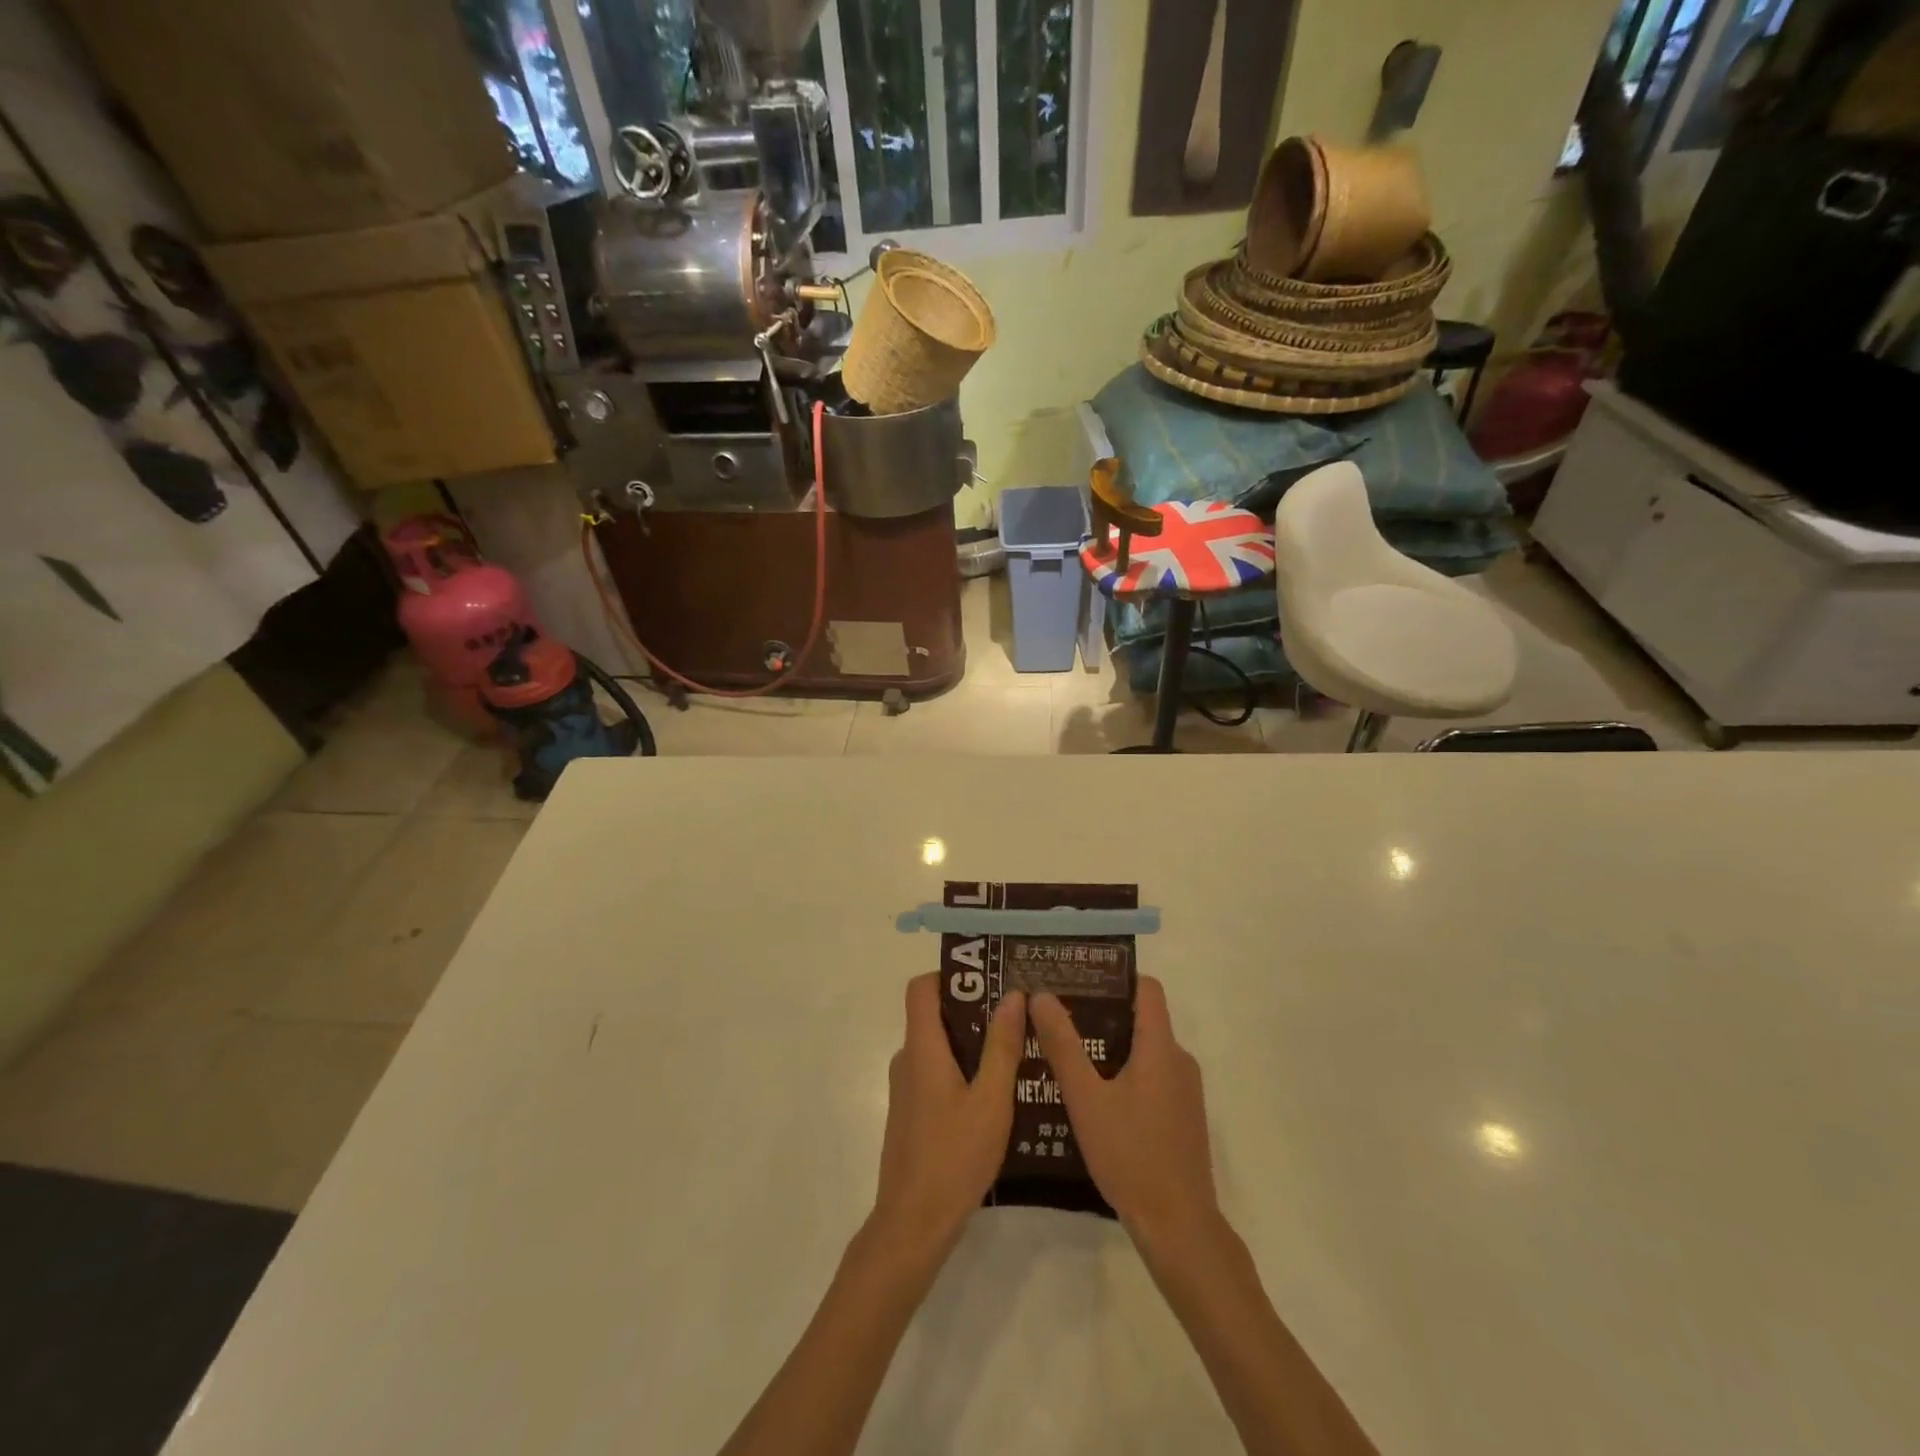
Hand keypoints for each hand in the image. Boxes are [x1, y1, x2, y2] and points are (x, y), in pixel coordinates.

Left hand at [872, 974, 1025, 1257]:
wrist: (913, 1225)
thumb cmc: (954, 1157)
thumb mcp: (991, 1101)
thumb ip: (1002, 1046)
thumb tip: (1012, 994)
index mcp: (922, 1049)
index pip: (921, 988)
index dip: (951, 976)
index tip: (989, 979)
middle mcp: (908, 1060)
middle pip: (934, 1015)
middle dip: (974, 1009)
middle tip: (1017, 1014)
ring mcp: (907, 1089)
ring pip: (939, 1048)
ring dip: (972, 1043)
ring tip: (1016, 1050)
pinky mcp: (912, 1113)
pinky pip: (937, 1073)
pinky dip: (963, 1070)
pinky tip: (997, 1093)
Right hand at [1030, 977, 1218, 1250]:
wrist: (1179, 1227)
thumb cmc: (1131, 1156)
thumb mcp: (1086, 1099)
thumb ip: (1063, 1046)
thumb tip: (1041, 995)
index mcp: (1161, 1047)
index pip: (1146, 988)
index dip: (1115, 976)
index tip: (1078, 978)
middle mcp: (1179, 1060)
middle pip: (1142, 1018)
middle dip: (1102, 1012)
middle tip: (1060, 1015)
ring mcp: (1185, 1091)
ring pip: (1145, 1051)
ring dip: (1111, 1046)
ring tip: (1068, 1052)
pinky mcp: (1183, 1117)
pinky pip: (1152, 1077)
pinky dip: (1124, 1073)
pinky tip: (1093, 1096)